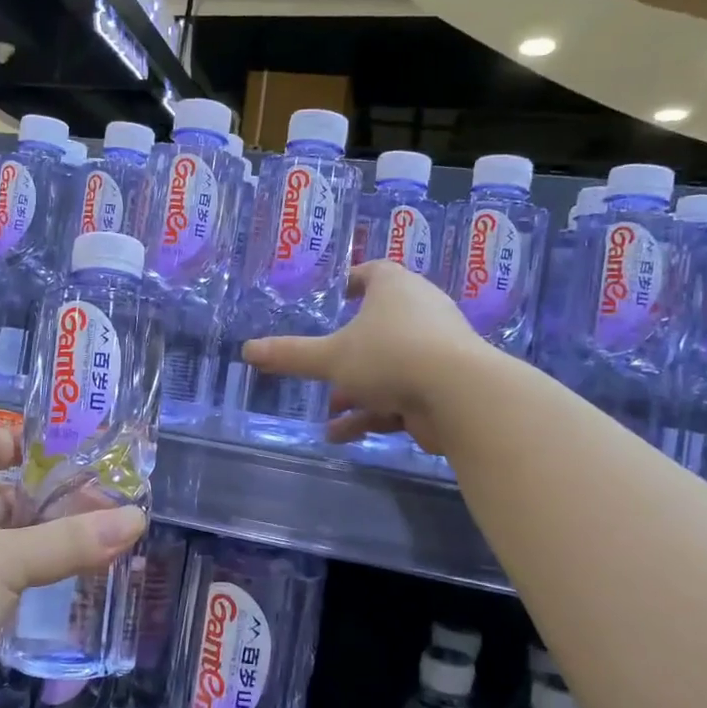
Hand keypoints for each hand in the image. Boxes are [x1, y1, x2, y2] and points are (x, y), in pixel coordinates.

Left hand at [0, 427, 144, 707]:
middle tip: (101, 511)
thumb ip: (71, 541)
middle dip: (43, 502)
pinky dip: (18, 587)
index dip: (15, 441)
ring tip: (93, 552)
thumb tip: (136, 518)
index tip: (64, 453)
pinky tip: (54, 597)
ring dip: (35, 549)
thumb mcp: (4, 561)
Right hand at [243, 259, 491, 452]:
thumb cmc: (391, 356)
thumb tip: (246, 350)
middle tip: (322, 364)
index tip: (337, 294)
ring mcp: (435, 350)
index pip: (372, 272)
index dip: (352, 281)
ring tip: (327, 411)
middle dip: (346, 351)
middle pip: (378, 325)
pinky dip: (373, 413)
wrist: (460, 395)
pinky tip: (339, 435)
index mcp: (395, 288)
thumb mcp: (332, 357)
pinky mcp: (442, 386)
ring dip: (356, 390)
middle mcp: (419, 311)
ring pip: (387, 367)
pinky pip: (400, 395)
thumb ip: (290, 355)